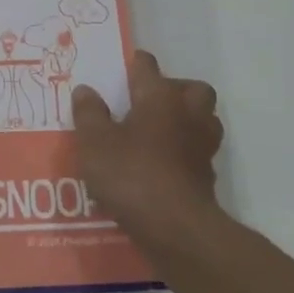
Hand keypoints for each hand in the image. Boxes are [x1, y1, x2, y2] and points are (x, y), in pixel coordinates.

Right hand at [72, 50, 222, 244]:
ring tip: (158, 132)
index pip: (146, 66)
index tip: (120, 71)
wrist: (175, 227)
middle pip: (191, 88)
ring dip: (186, 119)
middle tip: (149, 102)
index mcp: (159, 96)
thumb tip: (86, 90)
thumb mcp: (94, 142)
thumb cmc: (131, 173)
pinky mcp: (207, 175)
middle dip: (174, 89)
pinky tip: (164, 164)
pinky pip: (198, 151)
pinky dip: (185, 152)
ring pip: (203, 118)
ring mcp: (202, 144)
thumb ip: (89, 113)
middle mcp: (187, 113)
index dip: (133, 65)